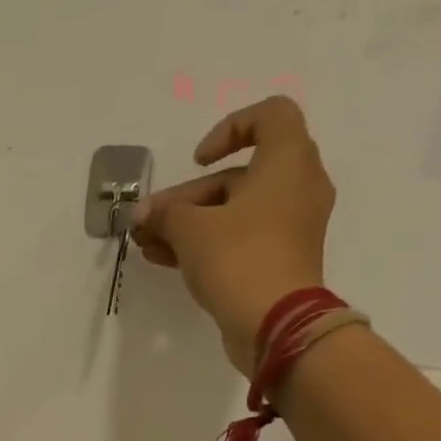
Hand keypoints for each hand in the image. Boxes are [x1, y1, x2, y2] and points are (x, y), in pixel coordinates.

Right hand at [131, 96, 337, 376]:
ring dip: (188, 224)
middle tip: (148, 222)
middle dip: (186, 198)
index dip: (228, 129)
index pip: (269, 116)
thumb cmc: (238, 258)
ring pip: (233, 212)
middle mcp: (297, 187)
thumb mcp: (190, 229)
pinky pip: (239, 239)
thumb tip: (144, 214)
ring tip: (147, 245)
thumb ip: (164, 214)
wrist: (275, 323)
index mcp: (287, 161)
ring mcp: (290, 227)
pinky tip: (165, 259)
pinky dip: (206, 243)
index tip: (197, 161)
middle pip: (237, 176)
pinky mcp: (279, 259)